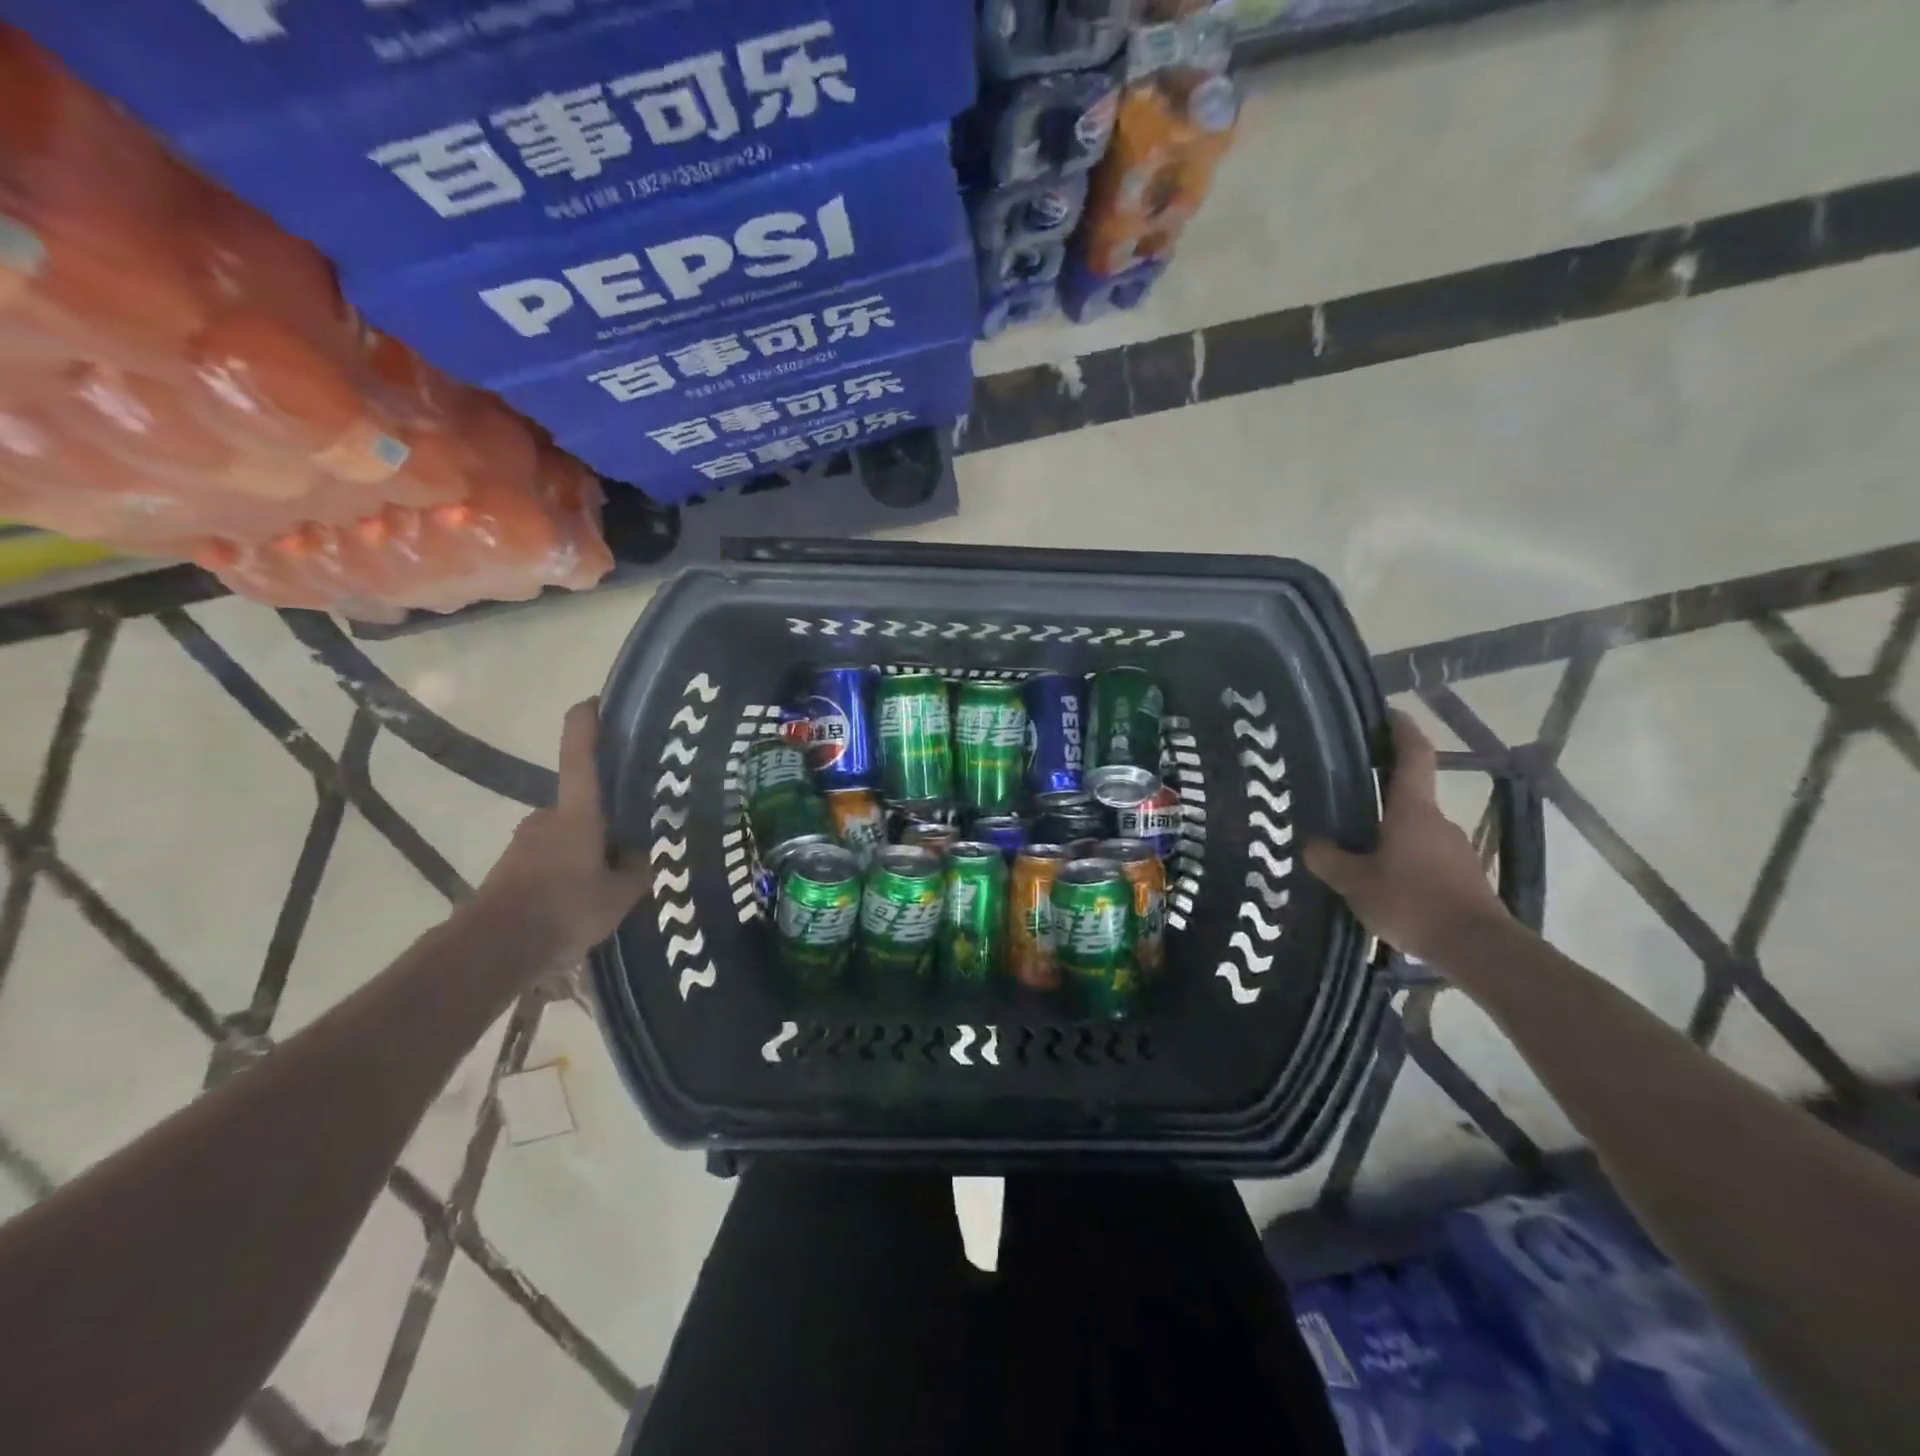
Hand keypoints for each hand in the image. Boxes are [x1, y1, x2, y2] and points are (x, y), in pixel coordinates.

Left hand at [476, 699, 648, 963]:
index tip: (595, 701)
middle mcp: (548, 817)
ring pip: (568, 832)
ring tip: (615, 874)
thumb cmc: (564, 909)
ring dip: (589, 845)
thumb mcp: (621, 894)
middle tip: (636, 833)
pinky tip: (587, 895)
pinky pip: (553, 856)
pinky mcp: (513, 867)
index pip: (579, 754)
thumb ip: (640, 868)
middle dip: (607, 814)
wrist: (493, 950)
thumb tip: (650, 851)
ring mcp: (526, 841)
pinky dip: (570, 866)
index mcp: (577, 812)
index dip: (586, 723)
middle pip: (582, 801)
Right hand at [1303, 709, 1510, 966]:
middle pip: (1409, 797)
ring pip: (1415, 832)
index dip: (1402, 730)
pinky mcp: (1463, 877)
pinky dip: (1404, 863)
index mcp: (1412, 811)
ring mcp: (1455, 849)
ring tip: (1358, 855)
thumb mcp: (1356, 883)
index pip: (1412, 756)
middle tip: (1346, 803)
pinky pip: (1425, 858)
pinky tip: (1384, 886)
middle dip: (1381, 796)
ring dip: (1390, 836)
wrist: (1477, 948)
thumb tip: (1310, 845)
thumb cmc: (1412, 902)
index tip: (1389, 712)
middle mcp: (1437, 821)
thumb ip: (1329, 861)